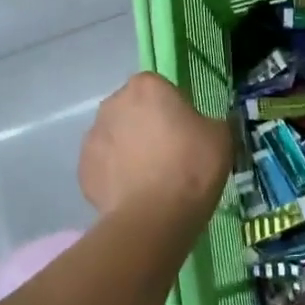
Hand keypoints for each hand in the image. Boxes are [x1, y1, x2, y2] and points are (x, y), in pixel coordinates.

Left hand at [79, 73, 231, 223]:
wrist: (154, 218)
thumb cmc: (191, 167)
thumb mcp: (221, 137)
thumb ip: (210, 122)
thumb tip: (204, 127)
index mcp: (146, 86)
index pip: (160, 88)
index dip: (174, 109)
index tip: (186, 132)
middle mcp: (113, 103)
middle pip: (133, 110)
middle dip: (146, 126)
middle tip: (169, 155)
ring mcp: (92, 136)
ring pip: (115, 137)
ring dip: (129, 150)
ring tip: (150, 180)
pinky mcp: (82, 169)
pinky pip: (104, 166)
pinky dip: (115, 176)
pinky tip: (134, 195)